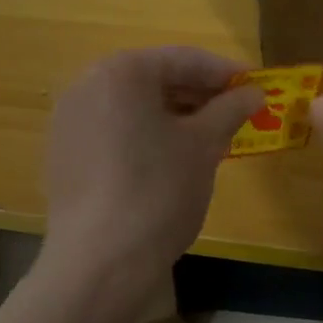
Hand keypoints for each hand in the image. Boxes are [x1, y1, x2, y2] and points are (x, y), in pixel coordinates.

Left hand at [42, 47, 261, 291]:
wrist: (100, 263)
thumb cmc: (159, 190)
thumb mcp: (203, 145)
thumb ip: (230, 110)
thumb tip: (254, 92)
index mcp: (121, 72)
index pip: (184, 59)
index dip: (226, 73)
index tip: (257, 87)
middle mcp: (88, 85)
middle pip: (155, 79)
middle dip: (199, 95)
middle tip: (237, 114)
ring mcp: (70, 121)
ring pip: (134, 107)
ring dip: (175, 116)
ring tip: (211, 137)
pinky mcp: (65, 155)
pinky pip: (115, 131)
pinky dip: (147, 136)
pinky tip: (173, 160)